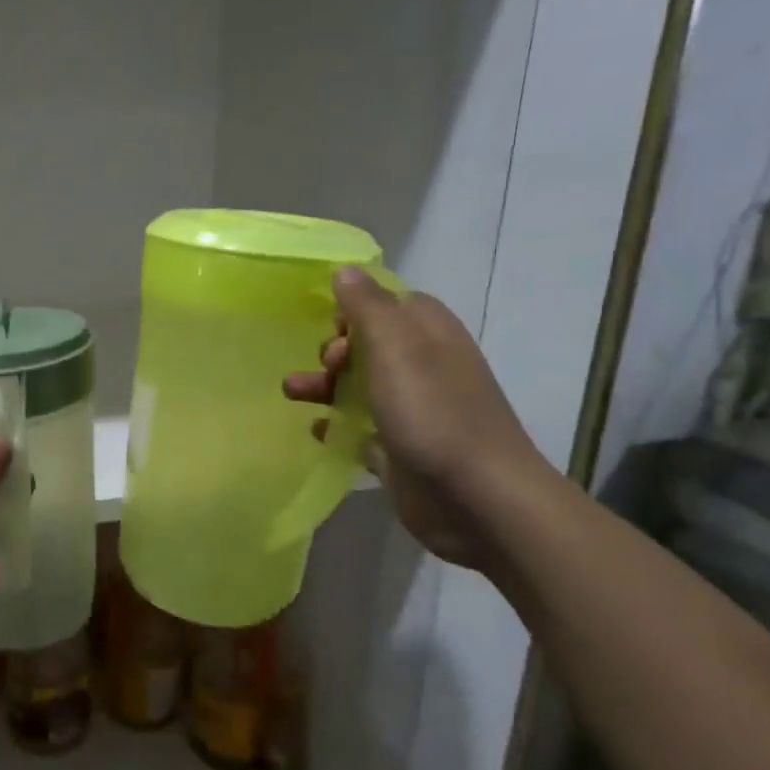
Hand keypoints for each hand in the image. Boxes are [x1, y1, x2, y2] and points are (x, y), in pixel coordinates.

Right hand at [282, 268, 558, 570]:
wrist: (477, 499)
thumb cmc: (434, 414)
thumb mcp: (397, 349)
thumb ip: (368, 307)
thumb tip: (345, 270)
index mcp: (429, 335)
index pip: (389, 303)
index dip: (355, 310)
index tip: (330, 327)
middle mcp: (424, 367)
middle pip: (369, 345)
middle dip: (335, 350)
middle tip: (325, 366)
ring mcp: (413, 411)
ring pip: (360, 386)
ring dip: (325, 385)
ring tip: (291, 393)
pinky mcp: (401, 449)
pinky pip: (361, 428)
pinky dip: (337, 424)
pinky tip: (315, 429)